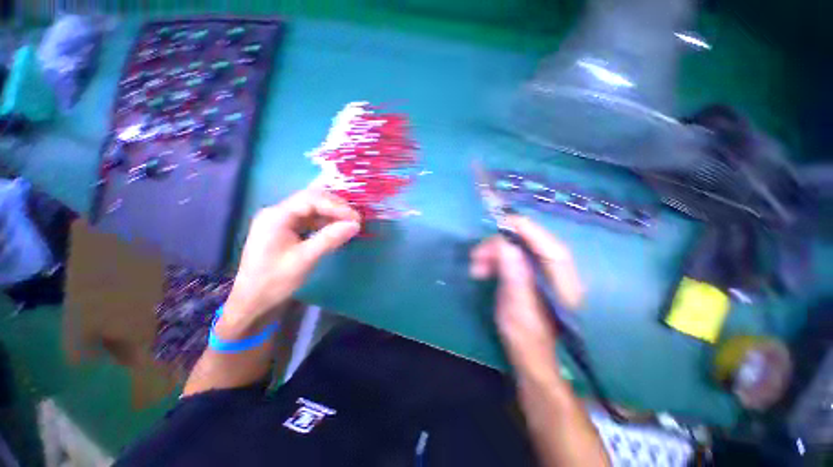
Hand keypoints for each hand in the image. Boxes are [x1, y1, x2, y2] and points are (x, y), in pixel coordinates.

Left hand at [221, 188, 359, 332]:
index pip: (311, 199)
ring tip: (350, 223)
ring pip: (311, 210)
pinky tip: (336, 229)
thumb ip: (330, 238)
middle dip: (335, 207)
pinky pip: (309, 221)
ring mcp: (280, 221)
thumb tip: (355, 225)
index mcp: (276, 216)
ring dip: (332, 215)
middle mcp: (277, 213)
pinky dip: (324, 223)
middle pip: (311, 200)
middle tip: (355, 219)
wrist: (252, 302)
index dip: (336, 206)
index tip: (356, 218)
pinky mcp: (285, 231)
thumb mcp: (305, 259)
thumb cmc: (275, 281)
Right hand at [470, 216, 582, 378]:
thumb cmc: (526, 339)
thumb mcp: (516, 309)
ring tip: (475, 266)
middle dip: (501, 245)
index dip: (528, 231)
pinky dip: (496, 260)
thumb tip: (505, 246)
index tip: (502, 222)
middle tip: (476, 255)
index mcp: (562, 285)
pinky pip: (514, 259)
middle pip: (532, 246)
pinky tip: (483, 269)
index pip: (550, 248)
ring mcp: (544, 274)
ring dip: (495, 253)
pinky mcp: (531, 276)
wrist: (531, 357)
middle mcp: (557, 275)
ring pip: (519, 251)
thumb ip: (514, 276)